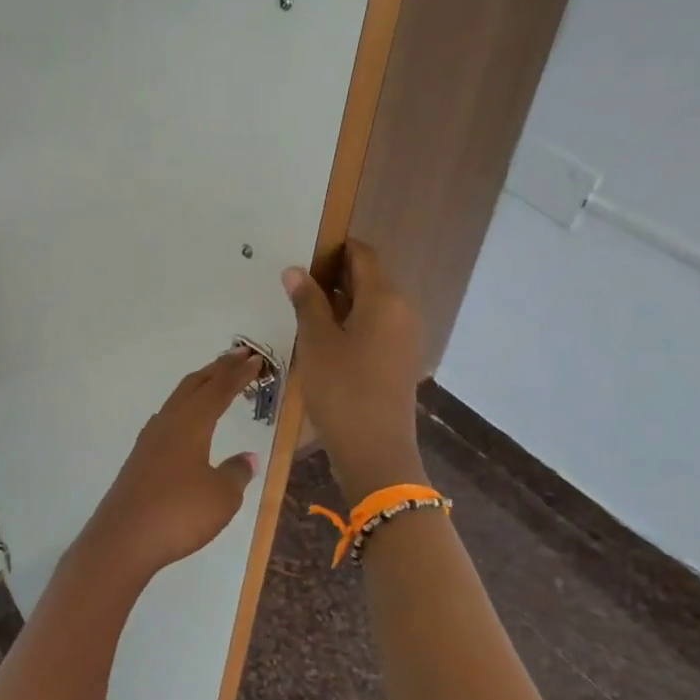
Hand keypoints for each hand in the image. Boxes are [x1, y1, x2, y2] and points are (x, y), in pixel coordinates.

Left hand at [77, 349, 262, 585]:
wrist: (123, 538)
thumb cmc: (179, 513)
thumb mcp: (221, 496)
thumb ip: (236, 473)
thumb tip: (247, 457)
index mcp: (191, 424)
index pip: (219, 390)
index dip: (238, 375)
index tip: (255, 360)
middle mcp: (168, 423)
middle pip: (194, 386)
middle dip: (217, 369)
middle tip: (238, 356)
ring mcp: (150, 440)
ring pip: (178, 400)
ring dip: (199, 386)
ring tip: (214, 380)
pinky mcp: (140, 459)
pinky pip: (168, 419)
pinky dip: (184, 408)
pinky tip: (185, 421)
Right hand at [282, 240, 428, 500]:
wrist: (375, 451)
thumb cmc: (342, 390)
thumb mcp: (317, 342)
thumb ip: (307, 301)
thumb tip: (295, 270)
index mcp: (385, 299)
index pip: (363, 255)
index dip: (335, 248)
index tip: (303, 253)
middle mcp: (402, 311)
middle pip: (368, 278)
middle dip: (332, 276)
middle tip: (294, 285)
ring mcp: (404, 338)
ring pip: (370, 305)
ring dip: (339, 302)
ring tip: (302, 312)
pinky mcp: (399, 360)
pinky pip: (375, 327)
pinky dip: (350, 324)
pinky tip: (322, 340)